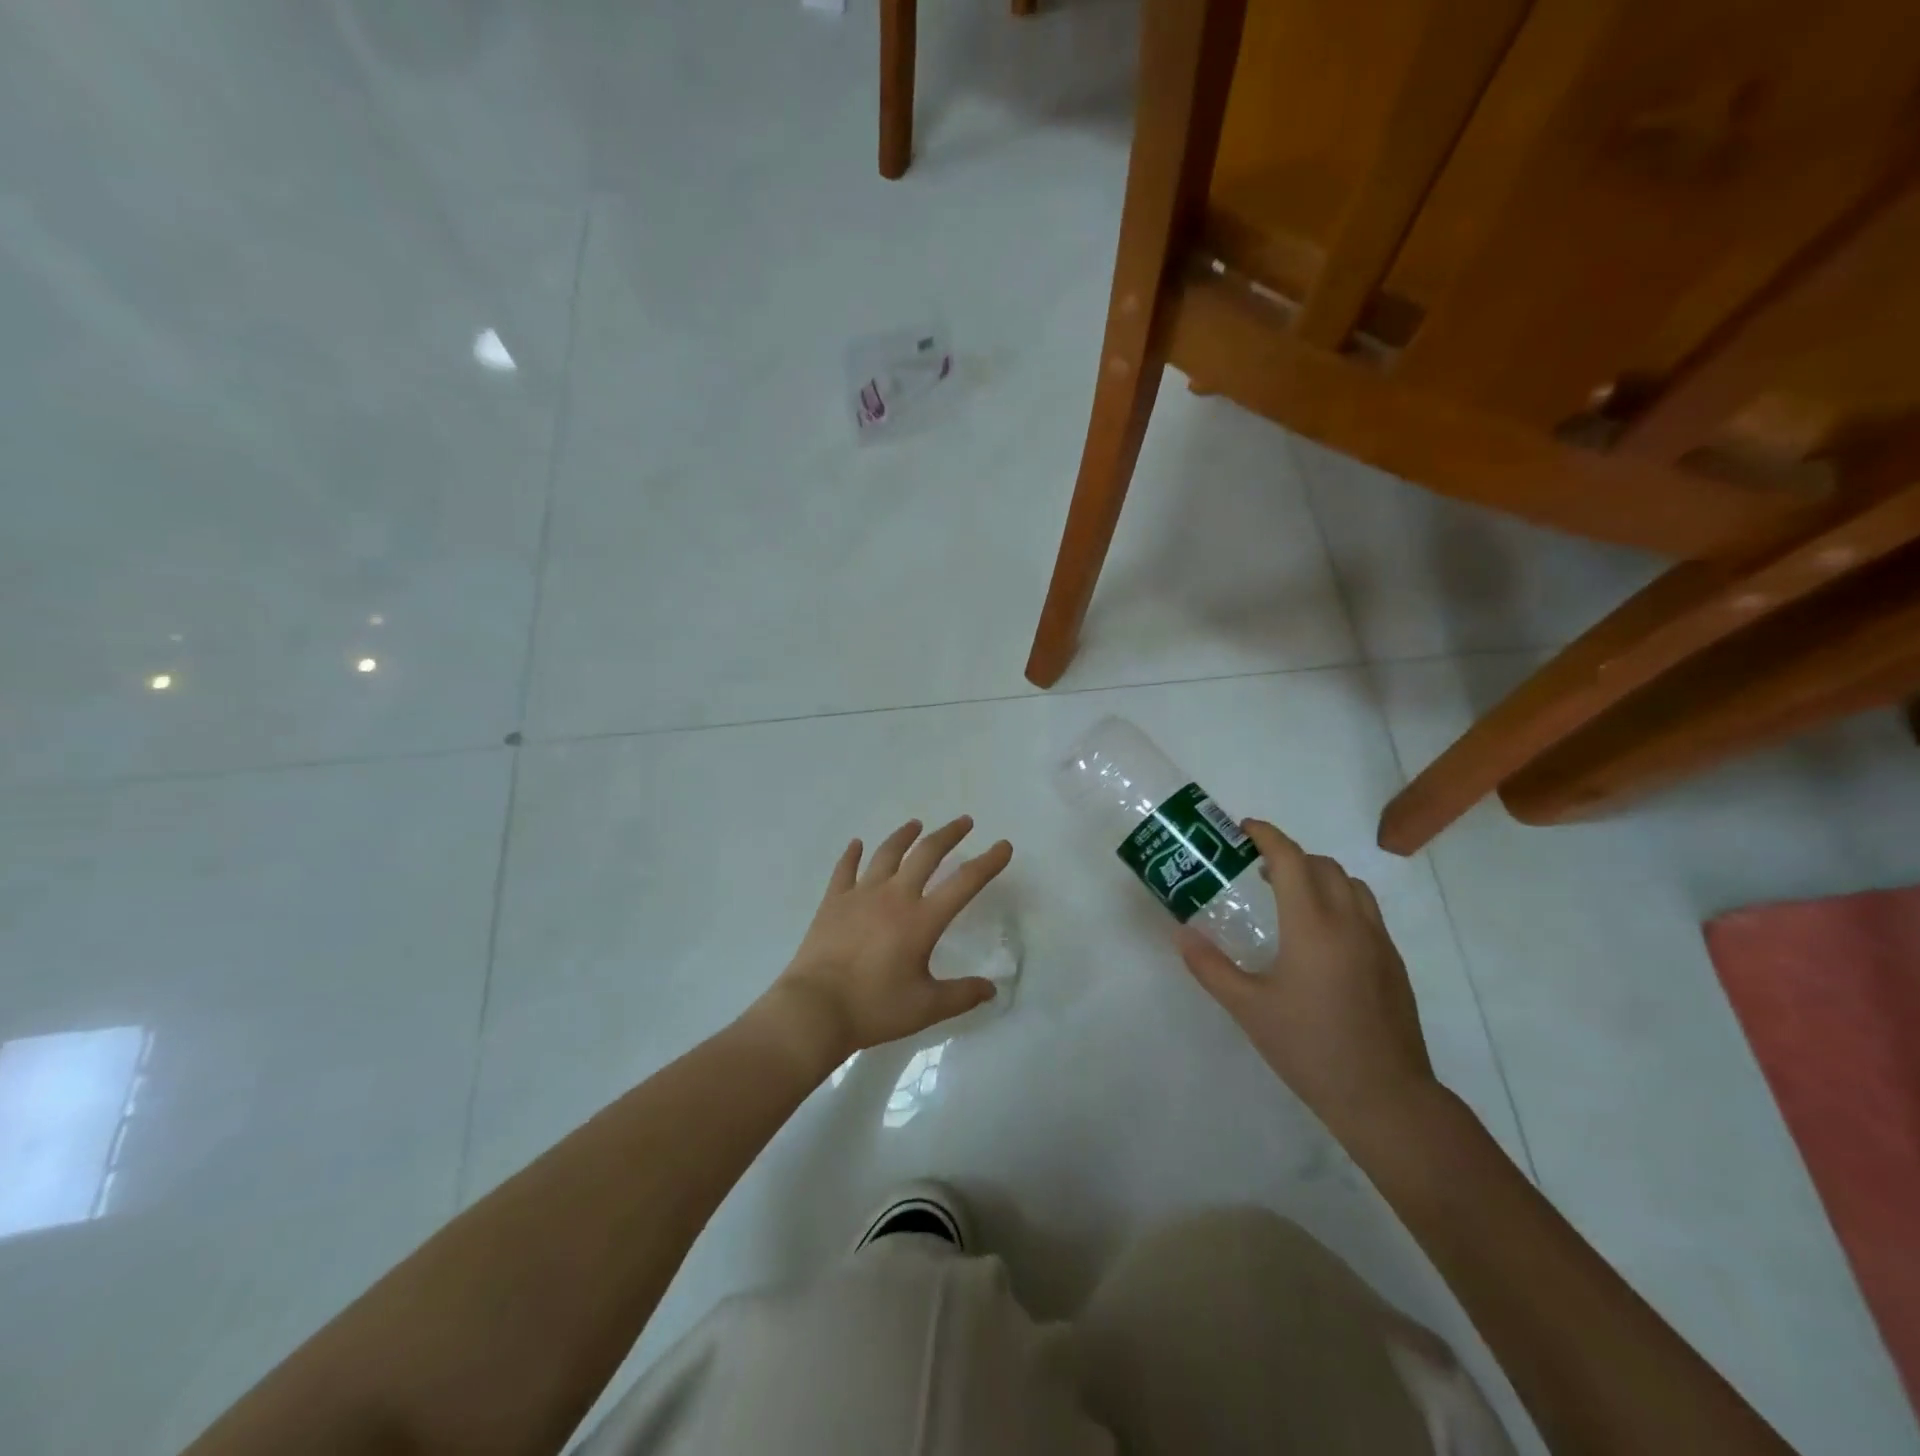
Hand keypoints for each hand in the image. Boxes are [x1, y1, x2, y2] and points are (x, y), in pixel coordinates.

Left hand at [761, 816, 1012, 1070]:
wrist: (815, 1009)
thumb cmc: (874, 1008)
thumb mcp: (926, 1008)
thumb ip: (962, 995)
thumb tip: (991, 988)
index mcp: (921, 920)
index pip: (964, 883)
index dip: (988, 863)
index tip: (1003, 845)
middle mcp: (894, 897)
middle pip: (926, 854)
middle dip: (949, 835)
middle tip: (964, 821)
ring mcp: (860, 895)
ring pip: (887, 854)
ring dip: (904, 835)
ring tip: (916, 824)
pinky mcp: (833, 902)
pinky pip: (845, 869)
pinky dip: (853, 854)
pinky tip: (857, 843)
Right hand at [1176, 819, 1438, 1144]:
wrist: (1385, 1098)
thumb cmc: (1310, 1048)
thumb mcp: (1248, 1008)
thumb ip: (1210, 966)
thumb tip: (1181, 934)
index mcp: (1314, 926)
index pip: (1292, 859)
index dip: (1267, 836)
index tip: (1243, 829)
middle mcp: (1350, 922)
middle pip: (1323, 866)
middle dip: (1290, 855)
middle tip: (1258, 868)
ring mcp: (1378, 942)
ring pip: (1351, 885)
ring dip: (1319, 876)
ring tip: (1290, 896)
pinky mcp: (1393, 964)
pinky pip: (1366, 911)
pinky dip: (1340, 901)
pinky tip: (1319, 937)